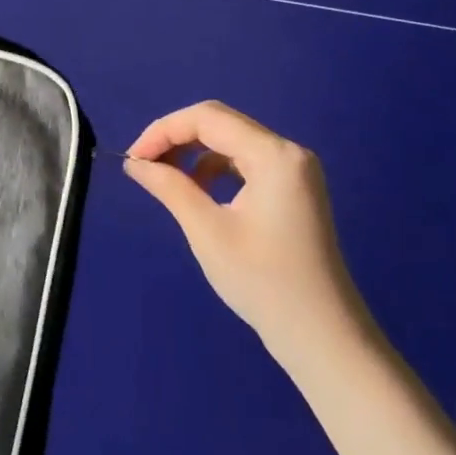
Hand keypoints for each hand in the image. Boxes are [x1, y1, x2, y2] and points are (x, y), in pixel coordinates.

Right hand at [123, 101, 374, 369]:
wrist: (322, 336)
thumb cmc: (263, 282)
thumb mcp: (207, 231)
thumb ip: (170, 186)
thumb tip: (135, 162)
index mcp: (274, 155)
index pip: (207, 118)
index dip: (163, 130)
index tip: (133, 159)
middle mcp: (288, 152)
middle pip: (220, 123)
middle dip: (176, 138)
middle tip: (142, 165)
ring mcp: (294, 171)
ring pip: (230, 141)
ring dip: (193, 152)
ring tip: (164, 179)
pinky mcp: (292, 189)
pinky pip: (244, 162)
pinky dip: (214, 168)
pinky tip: (197, 192)